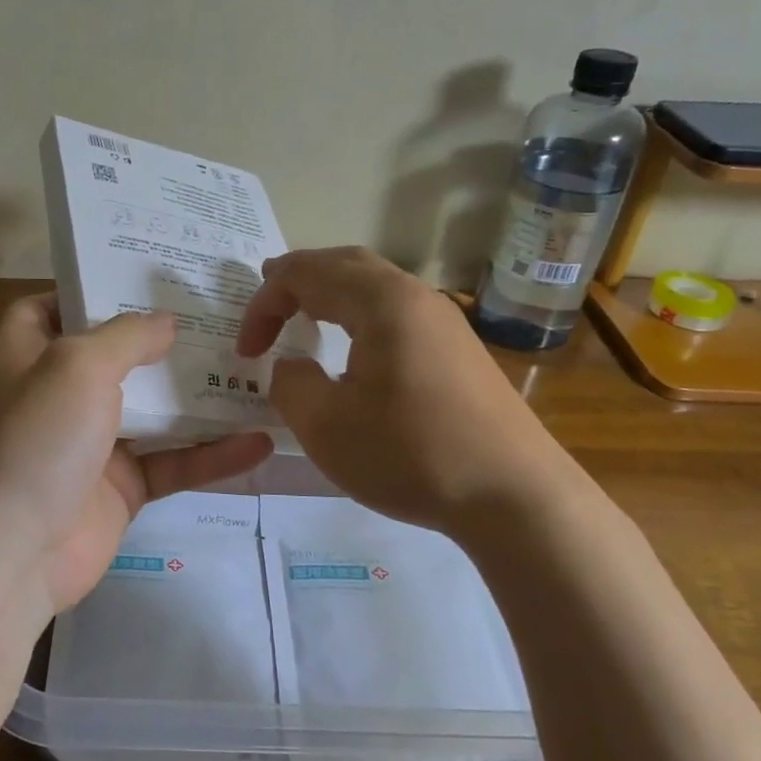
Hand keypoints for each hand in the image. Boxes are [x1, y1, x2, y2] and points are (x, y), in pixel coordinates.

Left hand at [0, 295, 273, 615]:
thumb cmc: (36, 439)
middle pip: (115, 356)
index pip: (52, 308)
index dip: (90, 289)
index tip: (143, 278)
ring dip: (201, 395)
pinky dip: (213, 455)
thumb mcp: (77, 365)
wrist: (12, 556)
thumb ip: (126, 335)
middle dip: (164, 339)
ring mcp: (91, 444)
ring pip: (154, 410)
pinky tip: (261, 442)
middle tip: (223, 316)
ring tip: (257, 370)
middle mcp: (58, 395)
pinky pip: (172, 462)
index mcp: (27, 356)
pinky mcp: (120, 489)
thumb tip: (167, 322)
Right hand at [236, 247, 574, 532]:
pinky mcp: (460, 352)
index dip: (264, 305)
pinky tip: (355, 351)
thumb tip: (291, 366)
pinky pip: (397, 313)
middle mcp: (416, 297)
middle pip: (346, 264)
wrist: (514, 496)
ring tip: (305, 315)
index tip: (246, 351)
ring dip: (332, 295)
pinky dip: (360, 316)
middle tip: (268, 297)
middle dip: (299, 278)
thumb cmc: (410, 453)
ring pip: (376, 286)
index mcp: (381, 302)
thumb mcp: (325, 425)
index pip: (305, 274)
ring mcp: (445, 323)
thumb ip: (290, 383)